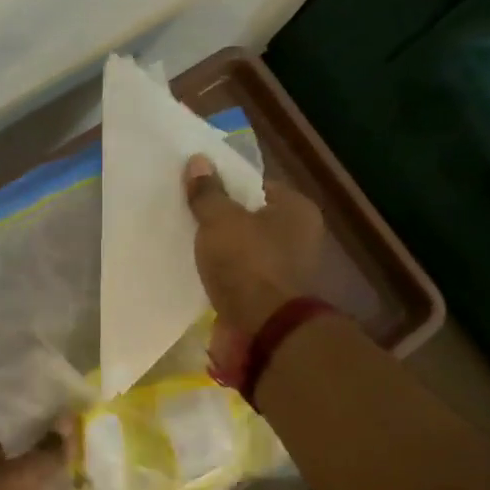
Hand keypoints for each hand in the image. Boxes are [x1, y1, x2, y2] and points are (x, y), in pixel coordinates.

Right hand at [184, 153, 323, 335]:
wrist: (263, 328)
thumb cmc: (247, 263)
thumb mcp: (220, 220)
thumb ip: (208, 192)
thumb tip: (198, 160)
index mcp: (296, 209)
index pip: (257, 185)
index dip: (227, 185)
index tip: (199, 189)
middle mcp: (300, 235)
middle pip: (251, 217)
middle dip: (223, 218)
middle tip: (189, 214)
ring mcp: (289, 268)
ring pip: (246, 247)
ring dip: (223, 248)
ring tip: (189, 243)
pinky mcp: (273, 295)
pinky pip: (243, 274)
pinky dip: (225, 272)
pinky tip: (201, 270)